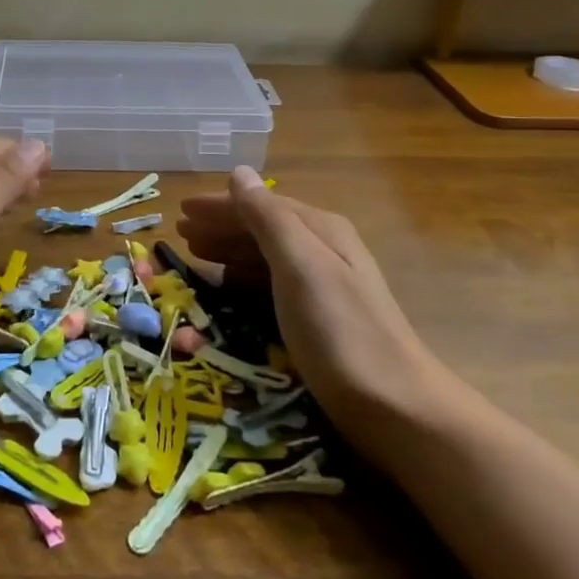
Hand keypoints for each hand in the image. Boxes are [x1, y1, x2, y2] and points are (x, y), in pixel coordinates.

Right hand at [178, 166, 442, 435]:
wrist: (397, 407)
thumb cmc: (340, 331)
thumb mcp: (299, 265)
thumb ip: (267, 217)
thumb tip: (239, 172)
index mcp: (319, 229)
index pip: (259, 204)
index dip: (219, 205)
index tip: (180, 211)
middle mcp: (324, 249)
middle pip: (262, 227)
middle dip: (221, 226)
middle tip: (181, 234)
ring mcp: (325, 285)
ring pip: (266, 255)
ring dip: (229, 250)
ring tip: (196, 254)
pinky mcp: (321, 318)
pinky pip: (272, 283)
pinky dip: (245, 277)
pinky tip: (230, 286)